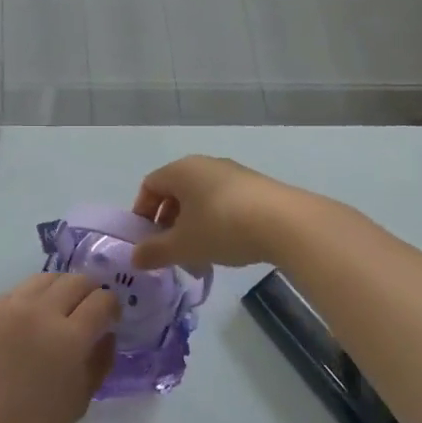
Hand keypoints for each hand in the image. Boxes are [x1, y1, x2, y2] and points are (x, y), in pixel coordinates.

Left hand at [0, 274, 119, 422]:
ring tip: (59, 306)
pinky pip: (17, 291)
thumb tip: (107, 334)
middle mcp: (42, 311)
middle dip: (90, 290)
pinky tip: (28, 318)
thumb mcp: (78, 402)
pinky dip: (31, 298)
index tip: (110, 317)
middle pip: (76, 281)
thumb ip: (99, 363)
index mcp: (70, 337)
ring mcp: (12, 305)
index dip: (112, 305)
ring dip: (61, 287)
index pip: (102, 300)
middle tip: (88, 308)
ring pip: (46, 278)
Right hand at [129, 155, 299, 270]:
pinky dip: (217, 222)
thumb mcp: (184, 245)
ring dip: (193, 225)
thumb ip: (155, 252)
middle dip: (169, 223)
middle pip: (176, 191)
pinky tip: (227, 246)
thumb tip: (134, 258)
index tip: (146, 240)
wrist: (286, 223)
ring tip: (200, 255)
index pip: (149, 185)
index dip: (142, 212)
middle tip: (171, 251)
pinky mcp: (255, 186)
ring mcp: (232, 173)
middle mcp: (204, 164)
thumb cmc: (223, 227)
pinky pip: (224, 201)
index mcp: (181, 170)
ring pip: (201, 198)